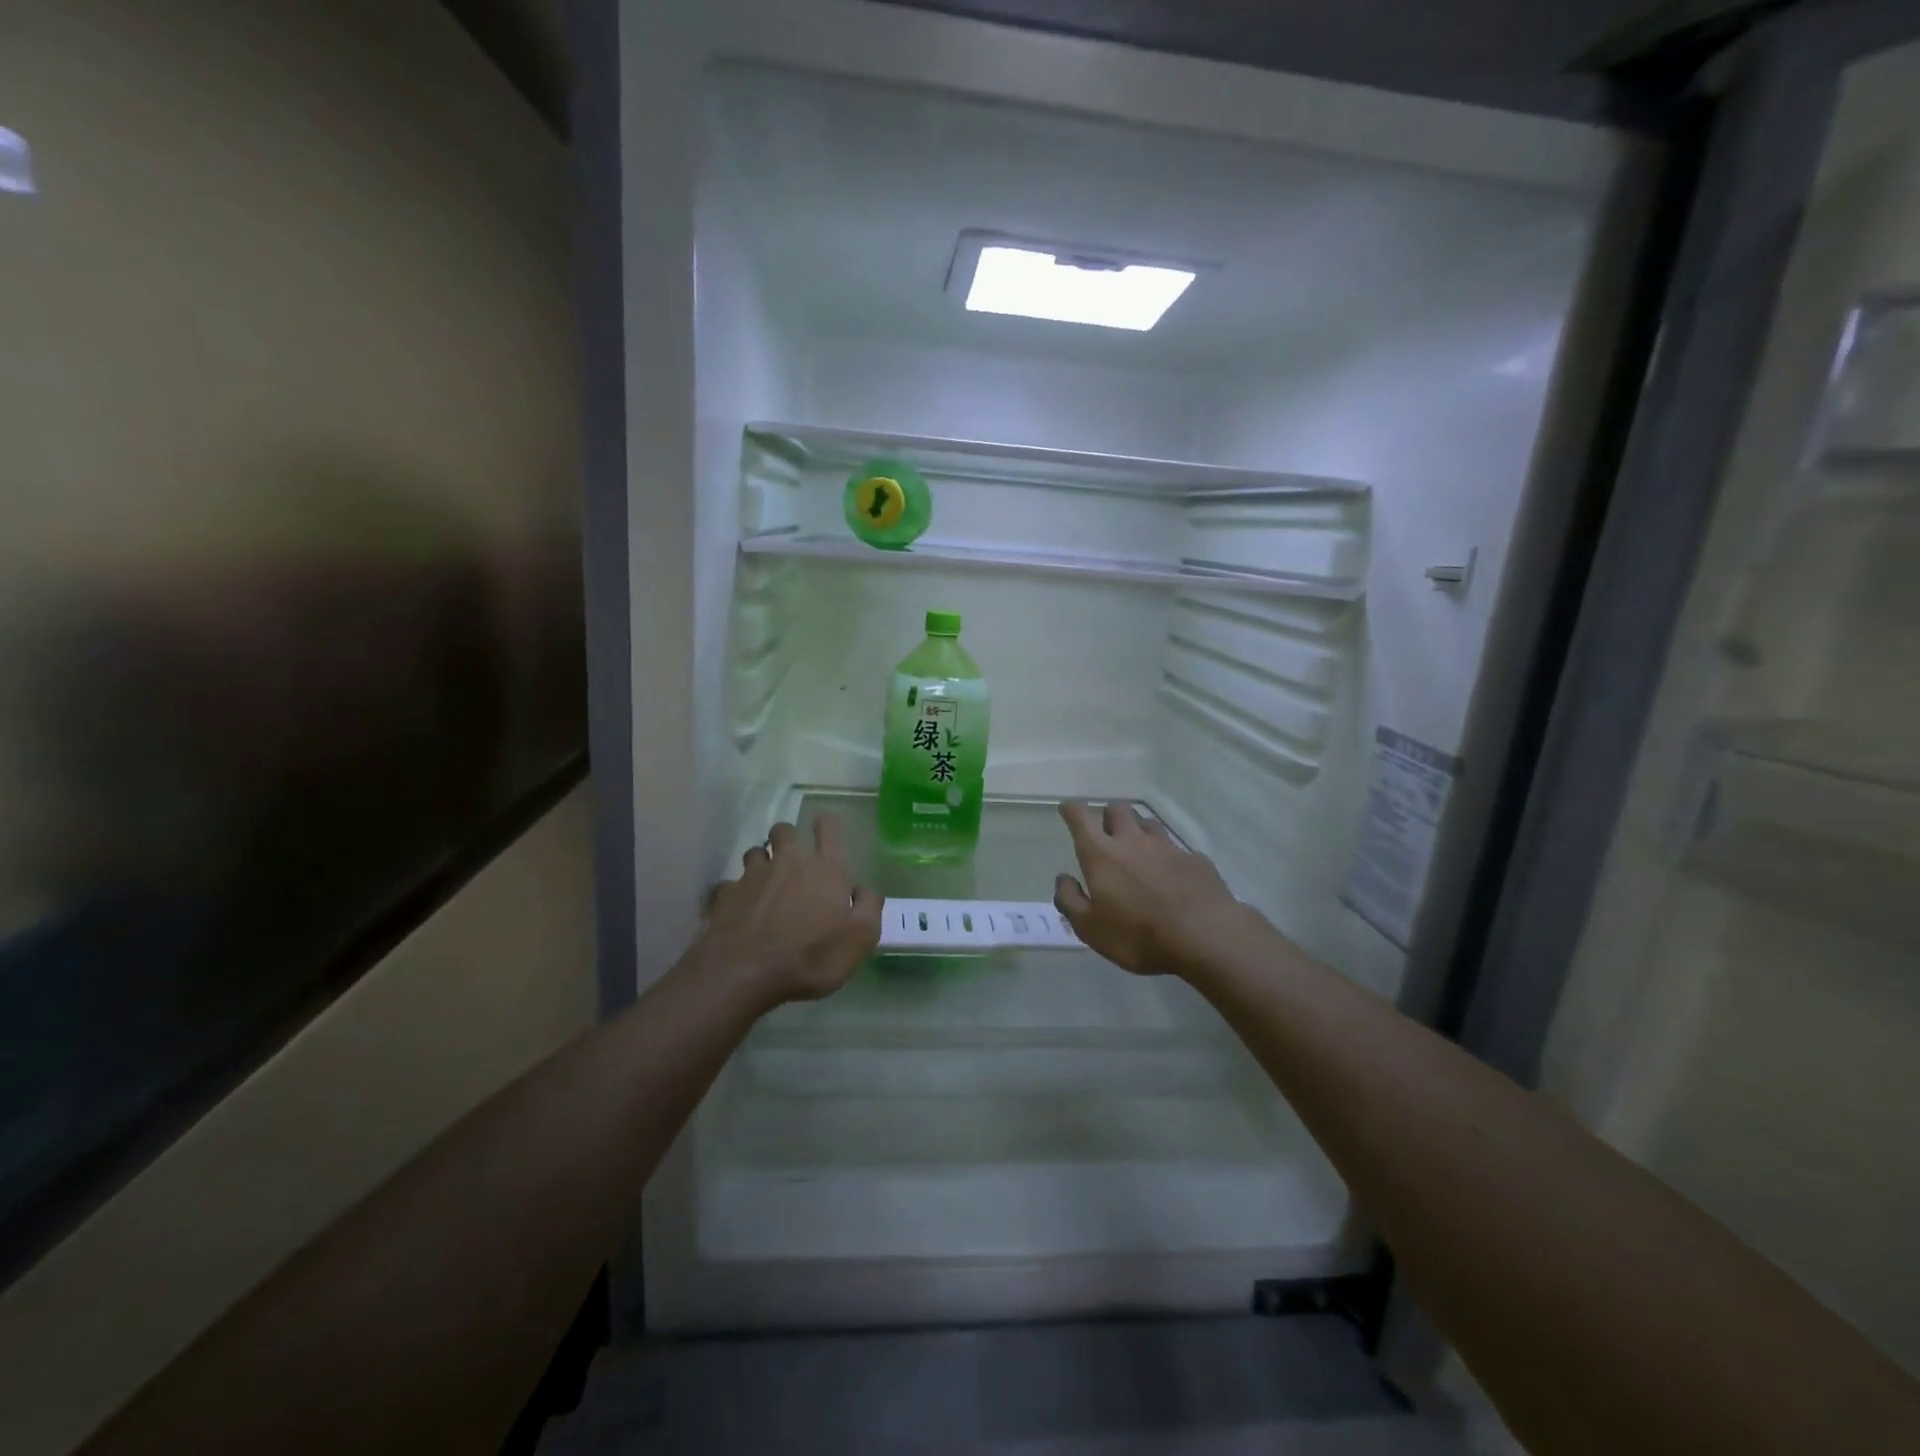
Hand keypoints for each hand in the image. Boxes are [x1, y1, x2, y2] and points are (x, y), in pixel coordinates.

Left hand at [702, 814, 881, 1005]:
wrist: (744, 973)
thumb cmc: (811, 956)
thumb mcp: (860, 939)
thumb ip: (868, 907)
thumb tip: (862, 889)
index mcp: (826, 868)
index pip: (828, 827)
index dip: (828, 823)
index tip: (826, 827)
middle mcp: (789, 861)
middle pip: (785, 830)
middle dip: (789, 837)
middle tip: (794, 859)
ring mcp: (753, 875)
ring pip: (756, 852)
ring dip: (762, 862)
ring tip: (766, 884)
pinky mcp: (725, 894)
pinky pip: (731, 884)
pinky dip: (737, 892)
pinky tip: (740, 911)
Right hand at [1053, 801, 1243, 977]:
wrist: (1205, 937)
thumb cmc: (1138, 935)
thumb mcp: (1090, 928)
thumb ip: (1070, 900)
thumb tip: (1063, 878)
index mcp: (1102, 854)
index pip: (1080, 816)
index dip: (1071, 809)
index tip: (1068, 811)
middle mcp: (1132, 840)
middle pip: (1118, 809)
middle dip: (1108, 815)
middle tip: (1107, 835)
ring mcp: (1167, 847)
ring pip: (1148, 823)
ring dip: (1138, 831)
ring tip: (1139, 852)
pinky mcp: (1195, 859)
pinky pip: (1176, 849)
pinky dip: (1168, 858)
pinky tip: (1173, 878)